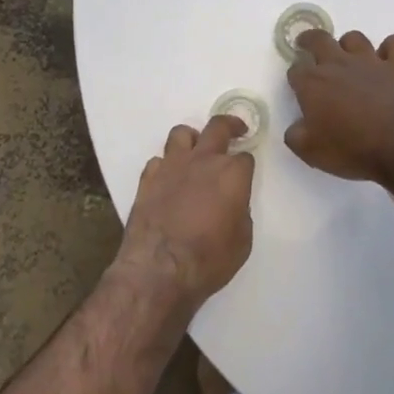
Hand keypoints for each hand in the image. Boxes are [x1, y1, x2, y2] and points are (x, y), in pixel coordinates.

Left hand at [116, 117, 255, 306]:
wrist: (159, 269)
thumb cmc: (209, 259)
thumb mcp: (242, 240)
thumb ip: (240, 212)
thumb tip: (232, 203)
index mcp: (232, 174)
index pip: (245, 157)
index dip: (246, 165)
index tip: (245, 172)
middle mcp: (203, 160)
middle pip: (217, 127)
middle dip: (229, 124)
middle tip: (235, 129)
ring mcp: (172, 166)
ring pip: (181, 133)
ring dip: (192, 139)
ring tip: (195, 151)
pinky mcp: (148, 178)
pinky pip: (158, 160)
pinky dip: (166, 166)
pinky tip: (169, 179)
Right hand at [285, 29, 393, 182]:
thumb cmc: (353, 149)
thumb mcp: (311, 152)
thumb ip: (296, 136)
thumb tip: (295, 128)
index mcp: (313, 84)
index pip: (296, 71)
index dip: (296, 77)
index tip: (298, 86)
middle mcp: (339, 64)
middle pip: (319, 40)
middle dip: (310, 40)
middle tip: (307, 45)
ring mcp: (372, 61)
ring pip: (355, 38)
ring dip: (349, 45)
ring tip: (349, 56)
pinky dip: (392, 48)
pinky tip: (390, 58)